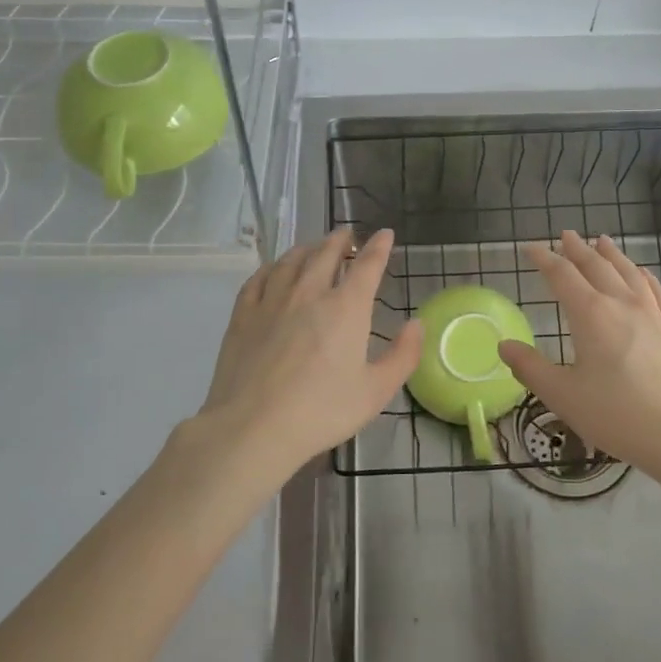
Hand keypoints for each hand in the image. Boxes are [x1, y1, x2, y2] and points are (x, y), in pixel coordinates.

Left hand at [187, 226, 421, 480]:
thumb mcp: (376, 391)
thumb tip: (417, 324)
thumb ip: (402, 356)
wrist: (254, 427)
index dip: (378, 247)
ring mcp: (272, 301)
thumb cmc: (322, 411)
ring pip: (291, 260)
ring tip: (314, 247)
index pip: (367, 265)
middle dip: (340, 240)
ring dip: (308, 248)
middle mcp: (310, 293)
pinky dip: (272, 267)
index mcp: (346, 308)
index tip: (384, 234)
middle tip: (346, 235)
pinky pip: (259, 278)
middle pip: (326, 253)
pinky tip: (274, 270)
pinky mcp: (243, 315)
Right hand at [497, 230, 660, 482]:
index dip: (544, 258)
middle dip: (577, 249)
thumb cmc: (617, 415)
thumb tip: (504, 346)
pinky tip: (641, 273)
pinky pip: (655, 289)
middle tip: (565, 235)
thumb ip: (530, 368)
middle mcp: (622, 303)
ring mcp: (653, 313)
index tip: (531, 248)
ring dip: (610, 254)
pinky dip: (642, 274)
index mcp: (591, 314)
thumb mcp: (563, 396)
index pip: (562, 275)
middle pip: (596, 265)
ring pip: (628, 271)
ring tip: (601, 241)